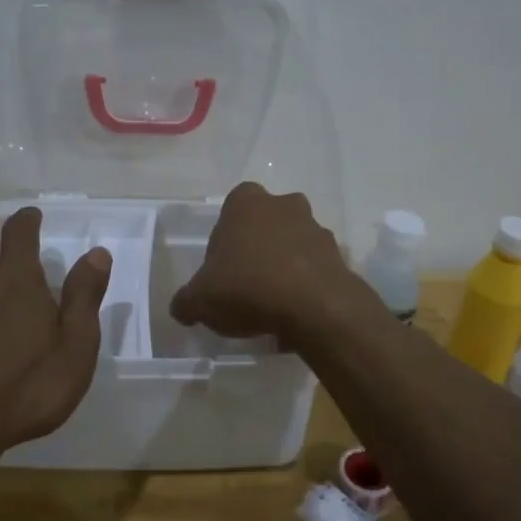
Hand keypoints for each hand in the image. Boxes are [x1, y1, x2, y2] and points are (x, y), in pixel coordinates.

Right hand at [169, 182, 358, 343]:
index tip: (222, 265)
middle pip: (267, 222)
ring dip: (285, 265)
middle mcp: (284, 206)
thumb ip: (186, 301)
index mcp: (246, 204)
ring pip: (294, 243)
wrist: (314, 307)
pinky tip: (295, 315)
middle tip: (246, 282)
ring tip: (272, 305)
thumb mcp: (200, 300)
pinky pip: (315, 269)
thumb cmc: (248, 288)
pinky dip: (306, 286)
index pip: (233, 205)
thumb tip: (182, 308)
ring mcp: (316, 229)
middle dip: (258, 246)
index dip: (226, 235)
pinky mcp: (339, 256)